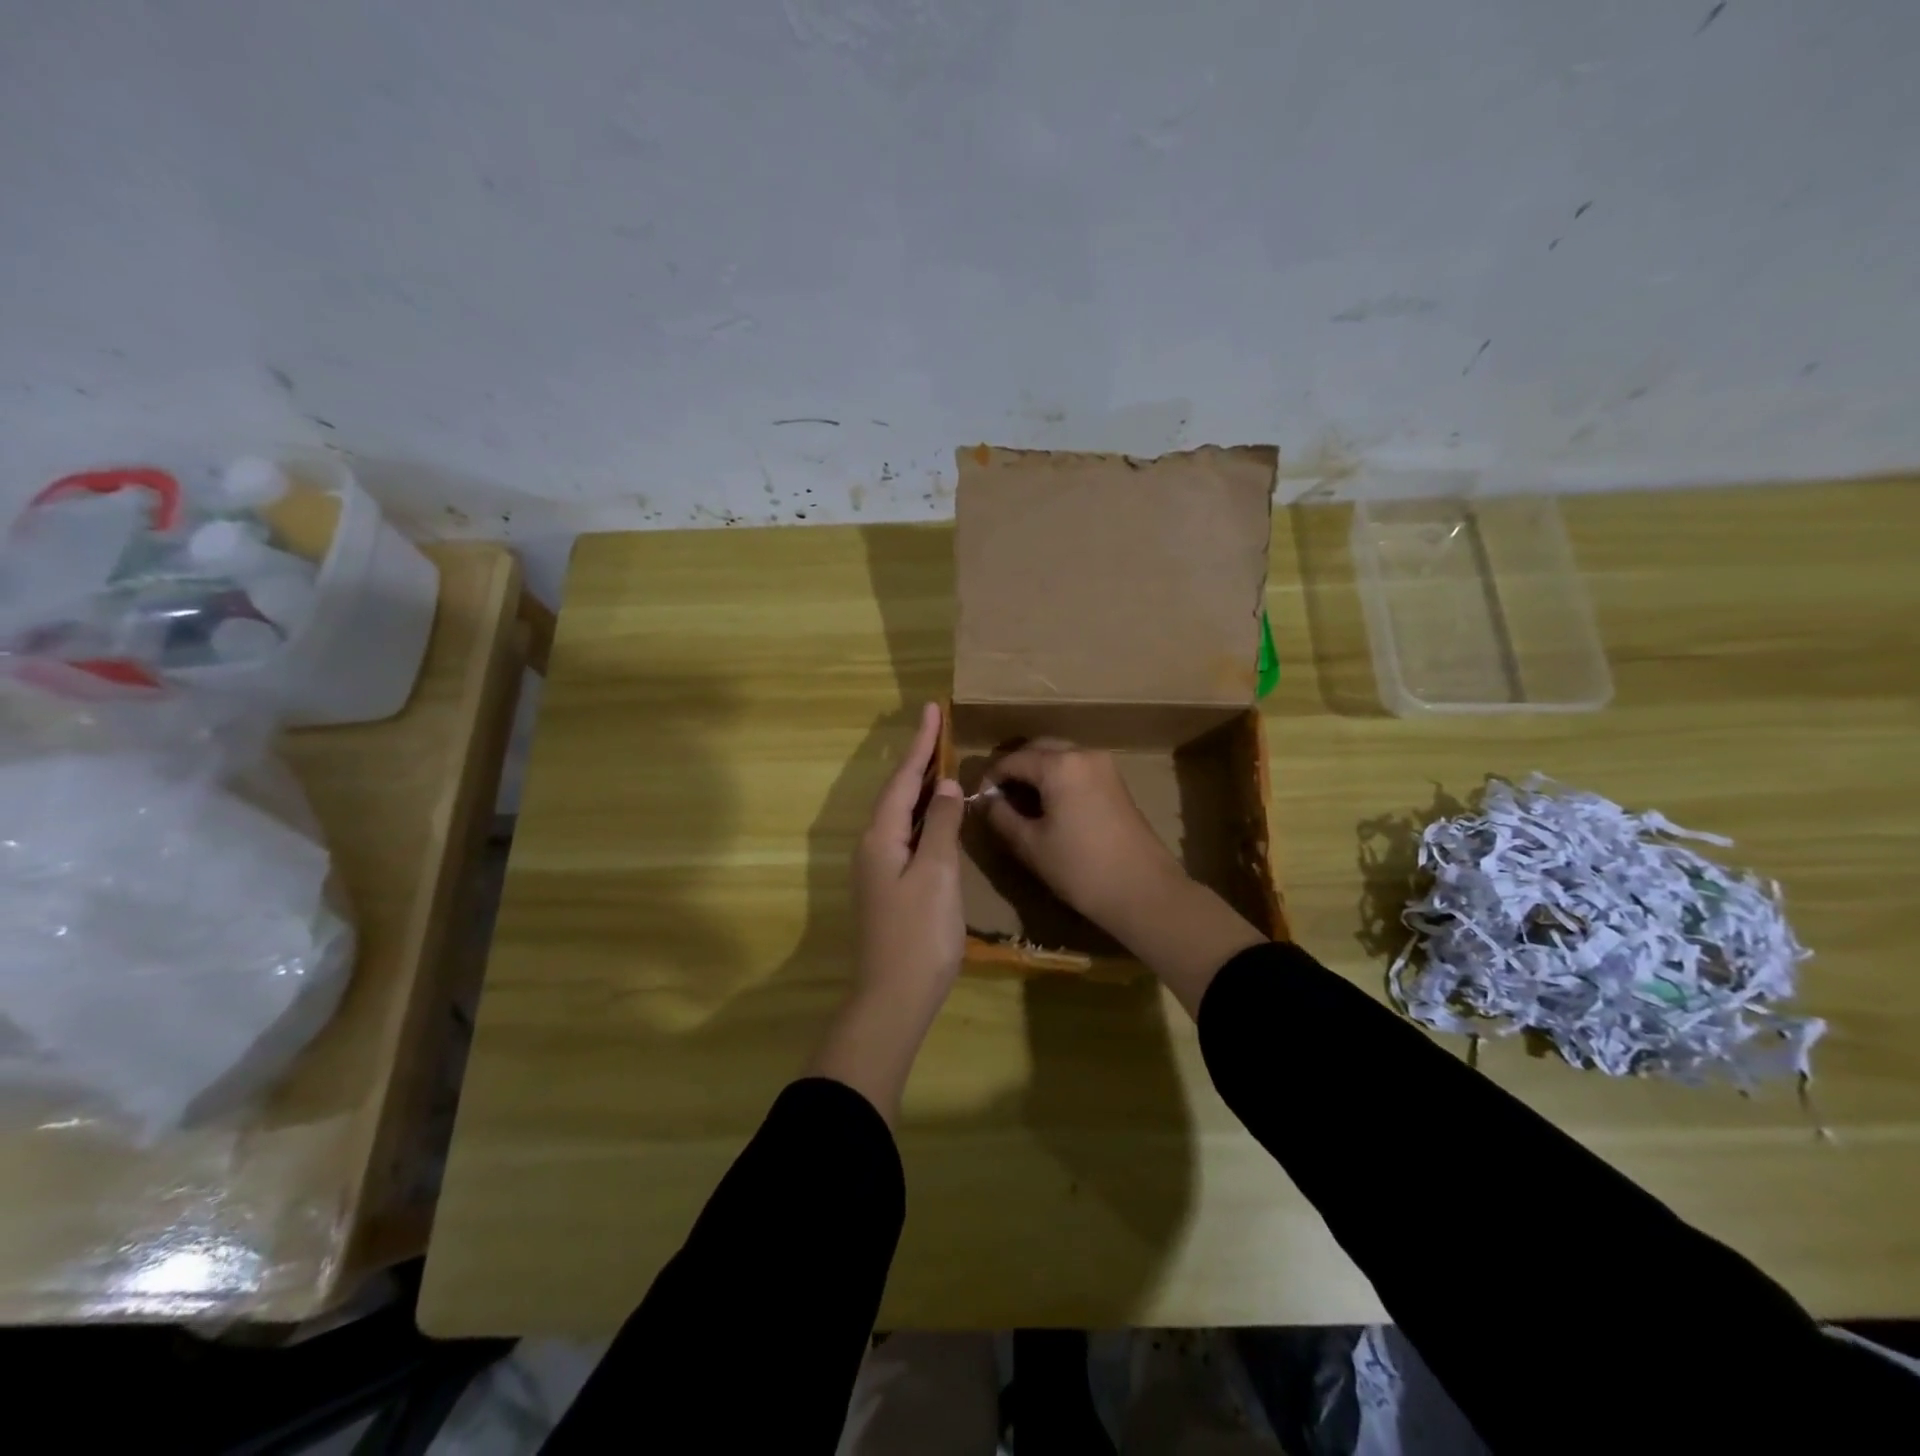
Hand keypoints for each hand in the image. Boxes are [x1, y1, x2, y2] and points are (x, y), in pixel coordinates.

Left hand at [806, 702, 964, 1123]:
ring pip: (902, 814)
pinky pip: (907, 834)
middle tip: (940, 730)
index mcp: (881, 836)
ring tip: (942, 762)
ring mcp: (879, 867)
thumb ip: (942, 826)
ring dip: (922, 787)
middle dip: (919, 760)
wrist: (893, 998)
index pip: (903, 778)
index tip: (932, 709)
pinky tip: (940, 817)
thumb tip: (947, 787)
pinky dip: (925, 816)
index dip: (920, 744)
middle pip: (898, 792)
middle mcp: (873, 845)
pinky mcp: (889, 886)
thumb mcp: (937, 874)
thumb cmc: (918, 934)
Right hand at [984, 738, 1265, 1017]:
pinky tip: (1048, 806)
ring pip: (1059, 756)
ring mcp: (1104, 766)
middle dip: (1014, 769)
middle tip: (997, 798)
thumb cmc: (1080, 868)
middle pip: (1038, 749)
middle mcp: (1083, 754)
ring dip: (1036, 772)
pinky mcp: (1116, 782)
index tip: (979, 800)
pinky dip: (1057, 778)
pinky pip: (1077, 768)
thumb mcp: (1030, 845)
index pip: (1012, 760)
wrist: (1143, 891)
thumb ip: (1001, 816)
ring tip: (1021, 803)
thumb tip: (987, 801)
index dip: (990, 778)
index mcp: (1059, 765)